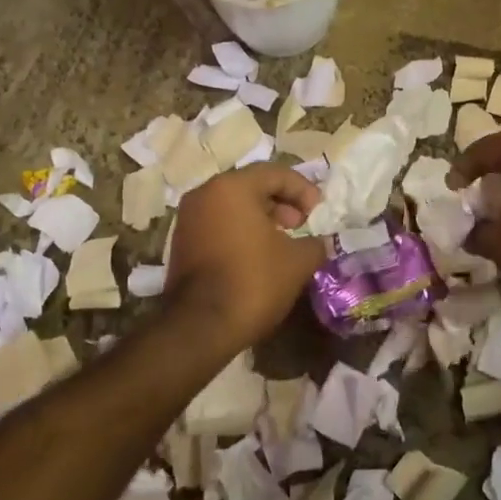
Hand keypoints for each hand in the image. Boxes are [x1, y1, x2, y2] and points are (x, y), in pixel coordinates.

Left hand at [164, 164, 327, 343]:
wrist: (200, 327)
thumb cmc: (253, 281)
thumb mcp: (298, 261)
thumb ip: (315, 243)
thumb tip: (319, 242)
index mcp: (232, 187)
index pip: (275, 173)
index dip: (302, 189)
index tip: (318, 210)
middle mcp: (205, 194)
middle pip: (251, 185)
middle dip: (281, 201)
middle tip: (300, 223)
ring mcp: (188, 218)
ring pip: (232, 205)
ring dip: (260, 217)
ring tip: (282, 241)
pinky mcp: (181, 242)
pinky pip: (218, 223)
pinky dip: (240, 230)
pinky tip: (257, 254)